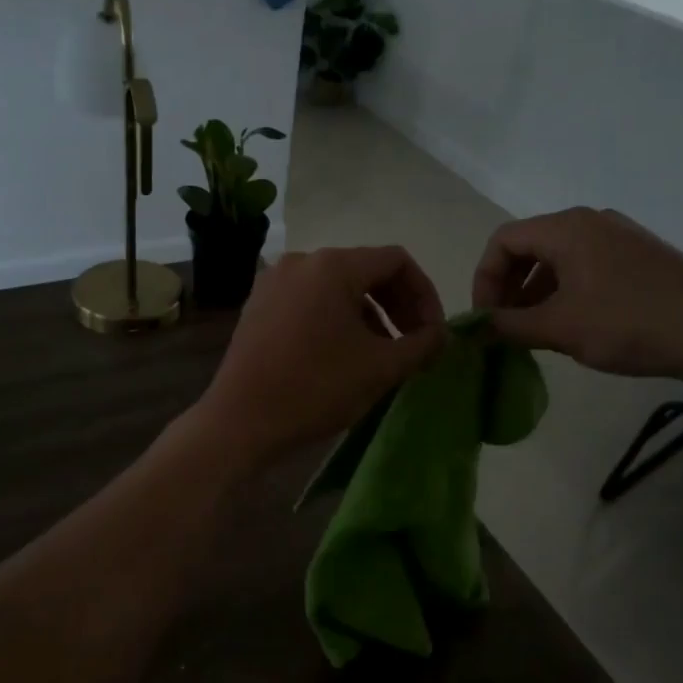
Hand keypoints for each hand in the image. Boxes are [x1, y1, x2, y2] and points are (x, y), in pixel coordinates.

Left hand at [192, 246, 447, 466]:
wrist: (240, 421)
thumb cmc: (315, 389)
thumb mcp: (381, 368)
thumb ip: (422, 344)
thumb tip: (442, 335)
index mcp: (332, 266)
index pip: (396, 261)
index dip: (425, 294)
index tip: (433, 333)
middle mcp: (301, 261)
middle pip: (366, 270)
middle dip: (398, 305)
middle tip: (414, 344)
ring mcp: (274, 282)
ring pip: (337, 287)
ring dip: (369, 315)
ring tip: (381, 355)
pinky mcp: (258, 305)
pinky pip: (310, 300)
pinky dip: (336, 319)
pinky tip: (343, 355)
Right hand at [472, 207, 682, 385]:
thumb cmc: (628, 324)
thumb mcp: (559, 328)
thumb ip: (508, 326)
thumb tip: (472, 328)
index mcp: (566, 228)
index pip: (503, 241)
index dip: (484, 279)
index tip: (485, 318)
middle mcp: (591, 221)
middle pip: (529, 246)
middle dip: (509, 287)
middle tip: (506, 327)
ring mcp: (620, 236)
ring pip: (558, 259)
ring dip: (536, 293)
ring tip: (537, 332)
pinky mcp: (640, 256)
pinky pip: (586, 266)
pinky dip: (566, 292)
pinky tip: (574, 325)